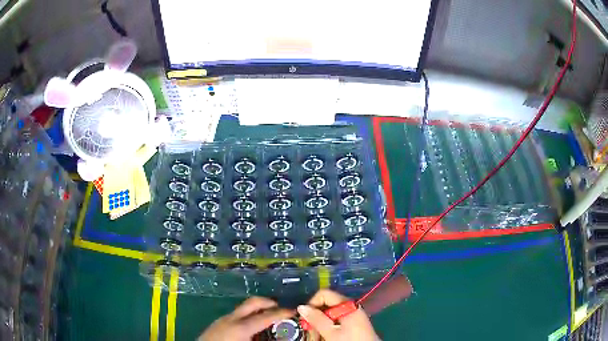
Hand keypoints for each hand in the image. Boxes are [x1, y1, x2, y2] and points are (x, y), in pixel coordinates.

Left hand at [198, 296, 292, 340]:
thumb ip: (266, 340)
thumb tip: (282, 338)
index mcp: (241, 327)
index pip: (266, 316)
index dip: (283, 312)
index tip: (295, 311)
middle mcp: (231, 318)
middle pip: (253, 303)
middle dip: (269, 303)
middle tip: (282, 309)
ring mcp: (223, 319)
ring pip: (244, 308)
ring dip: (258, 310)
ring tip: (269, 320)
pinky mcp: (218, 324)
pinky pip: (237, 315)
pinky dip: (248, 317)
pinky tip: (252, 329)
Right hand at [298, 290, 379, 340]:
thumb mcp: (331, 332)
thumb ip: (316, 319)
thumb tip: (302, 307)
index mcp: (348, 304)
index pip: (324, 294)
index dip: (312, 304)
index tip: (305, 318)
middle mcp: (351, 306)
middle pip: (326, 305)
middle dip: (315, 317)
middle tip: (309, 330)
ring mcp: (353, 315)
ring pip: (330, 315)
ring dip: (320, 324)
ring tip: (317, 337)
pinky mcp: (354, 323)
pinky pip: (336, 321)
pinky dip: (328, 328)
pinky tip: (325, 337)